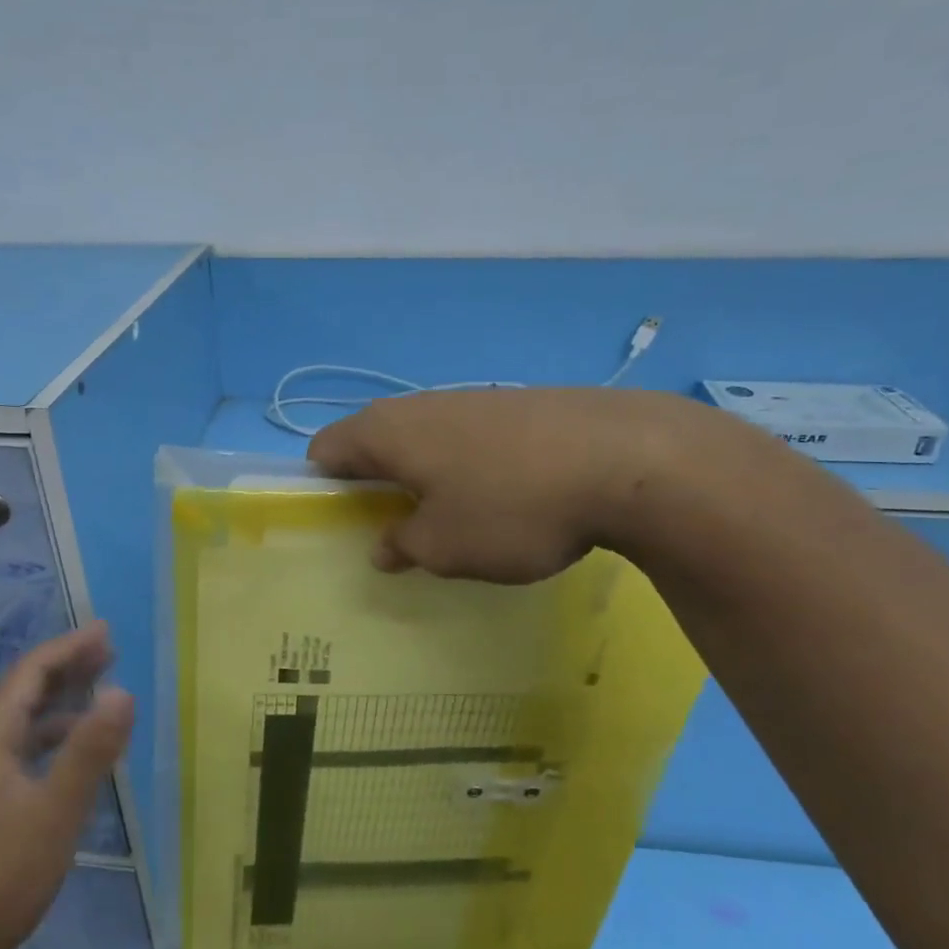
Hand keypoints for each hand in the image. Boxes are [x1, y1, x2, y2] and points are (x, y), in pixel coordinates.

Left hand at [0, 625, 133, 948]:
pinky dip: (51, 738)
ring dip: (60, 702)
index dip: (68, 649)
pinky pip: (21, 751)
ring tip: (98, 693)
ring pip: (21, 724)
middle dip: (65, 668)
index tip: (106, 632)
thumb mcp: (55, 811)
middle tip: (108, 651)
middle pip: (22, 693)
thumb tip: (123, 691)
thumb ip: (89, 751)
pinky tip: (71, 755)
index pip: (29, 674)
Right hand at [308, 388, 712, 581]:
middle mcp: (422, 405)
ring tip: (450, 522)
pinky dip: (467, 470)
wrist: (626, 459)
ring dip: (424, 479)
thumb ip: (402, 546)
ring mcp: (474, 400)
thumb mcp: (444, 547)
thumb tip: (384, 545)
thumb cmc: (511, 507)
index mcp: (387, 432)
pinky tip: (502, 502)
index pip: (326, 450)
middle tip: (393, 532)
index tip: (341, 527)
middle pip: (375, 443)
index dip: (322, 488)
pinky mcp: (519, 407)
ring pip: (426, 442)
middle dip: (374, 487)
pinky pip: (470, 441)